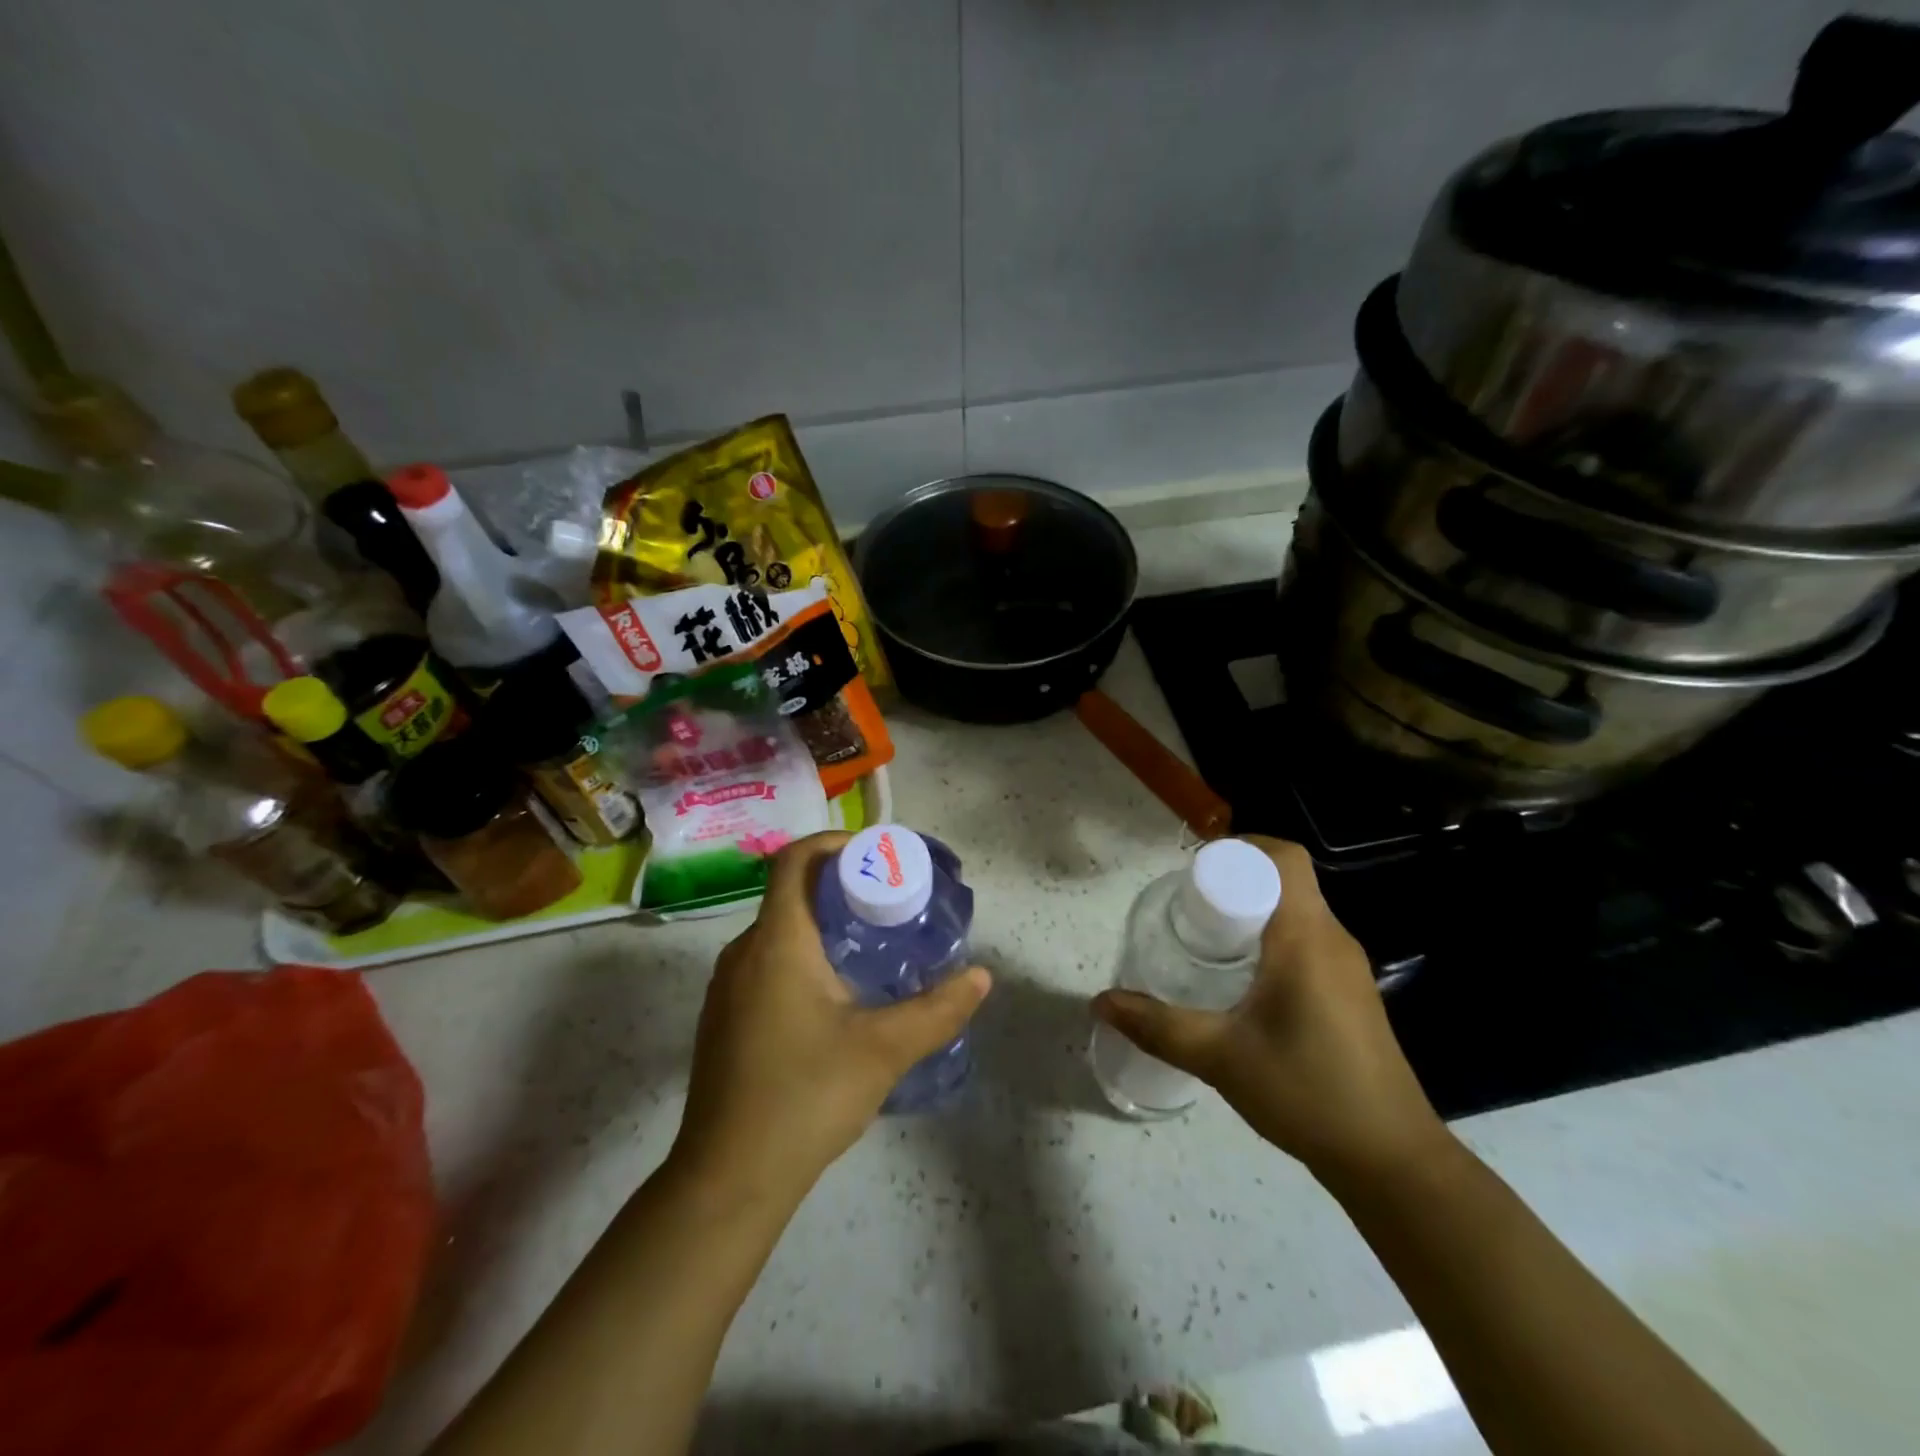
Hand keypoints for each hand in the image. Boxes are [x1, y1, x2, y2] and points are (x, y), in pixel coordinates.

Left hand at [669, 832, 991, 1206]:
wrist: (728, 1180)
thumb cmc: (805, 1097)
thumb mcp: (884, 1050)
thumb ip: (938, 1009)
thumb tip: (981, 977)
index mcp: (777, 942)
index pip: (795, 860)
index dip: (834, 843)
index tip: (877, 855)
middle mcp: (744, 952)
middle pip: (790, 893)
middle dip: (840, 886)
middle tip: (890, 901)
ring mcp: (728, 988)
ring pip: (779, 931)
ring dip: (823, 924)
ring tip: (873, 945)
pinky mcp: (725, 1018)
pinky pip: (767, 962)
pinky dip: (804, 955)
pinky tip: (837, 995)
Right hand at [1092, 836, 1448, 1185]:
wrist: (1391, 1160)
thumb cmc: (1307, 1093)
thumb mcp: (1220, 1057)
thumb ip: (1157, 1025)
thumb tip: (1101, 1002)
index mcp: (1306, 938)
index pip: (1284, 859)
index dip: (1241, 847)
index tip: (1195, 871)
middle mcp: (1333, 940)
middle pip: (1286, 881)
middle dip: (1235, 881)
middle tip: (1188, 907)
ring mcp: (1347, 968)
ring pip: (1297, 912)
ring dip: (1253, 911)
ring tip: (1205, 938)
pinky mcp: (1350, 993)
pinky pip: (1307, 940)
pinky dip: (1270, 938)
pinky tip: (1240, 979)